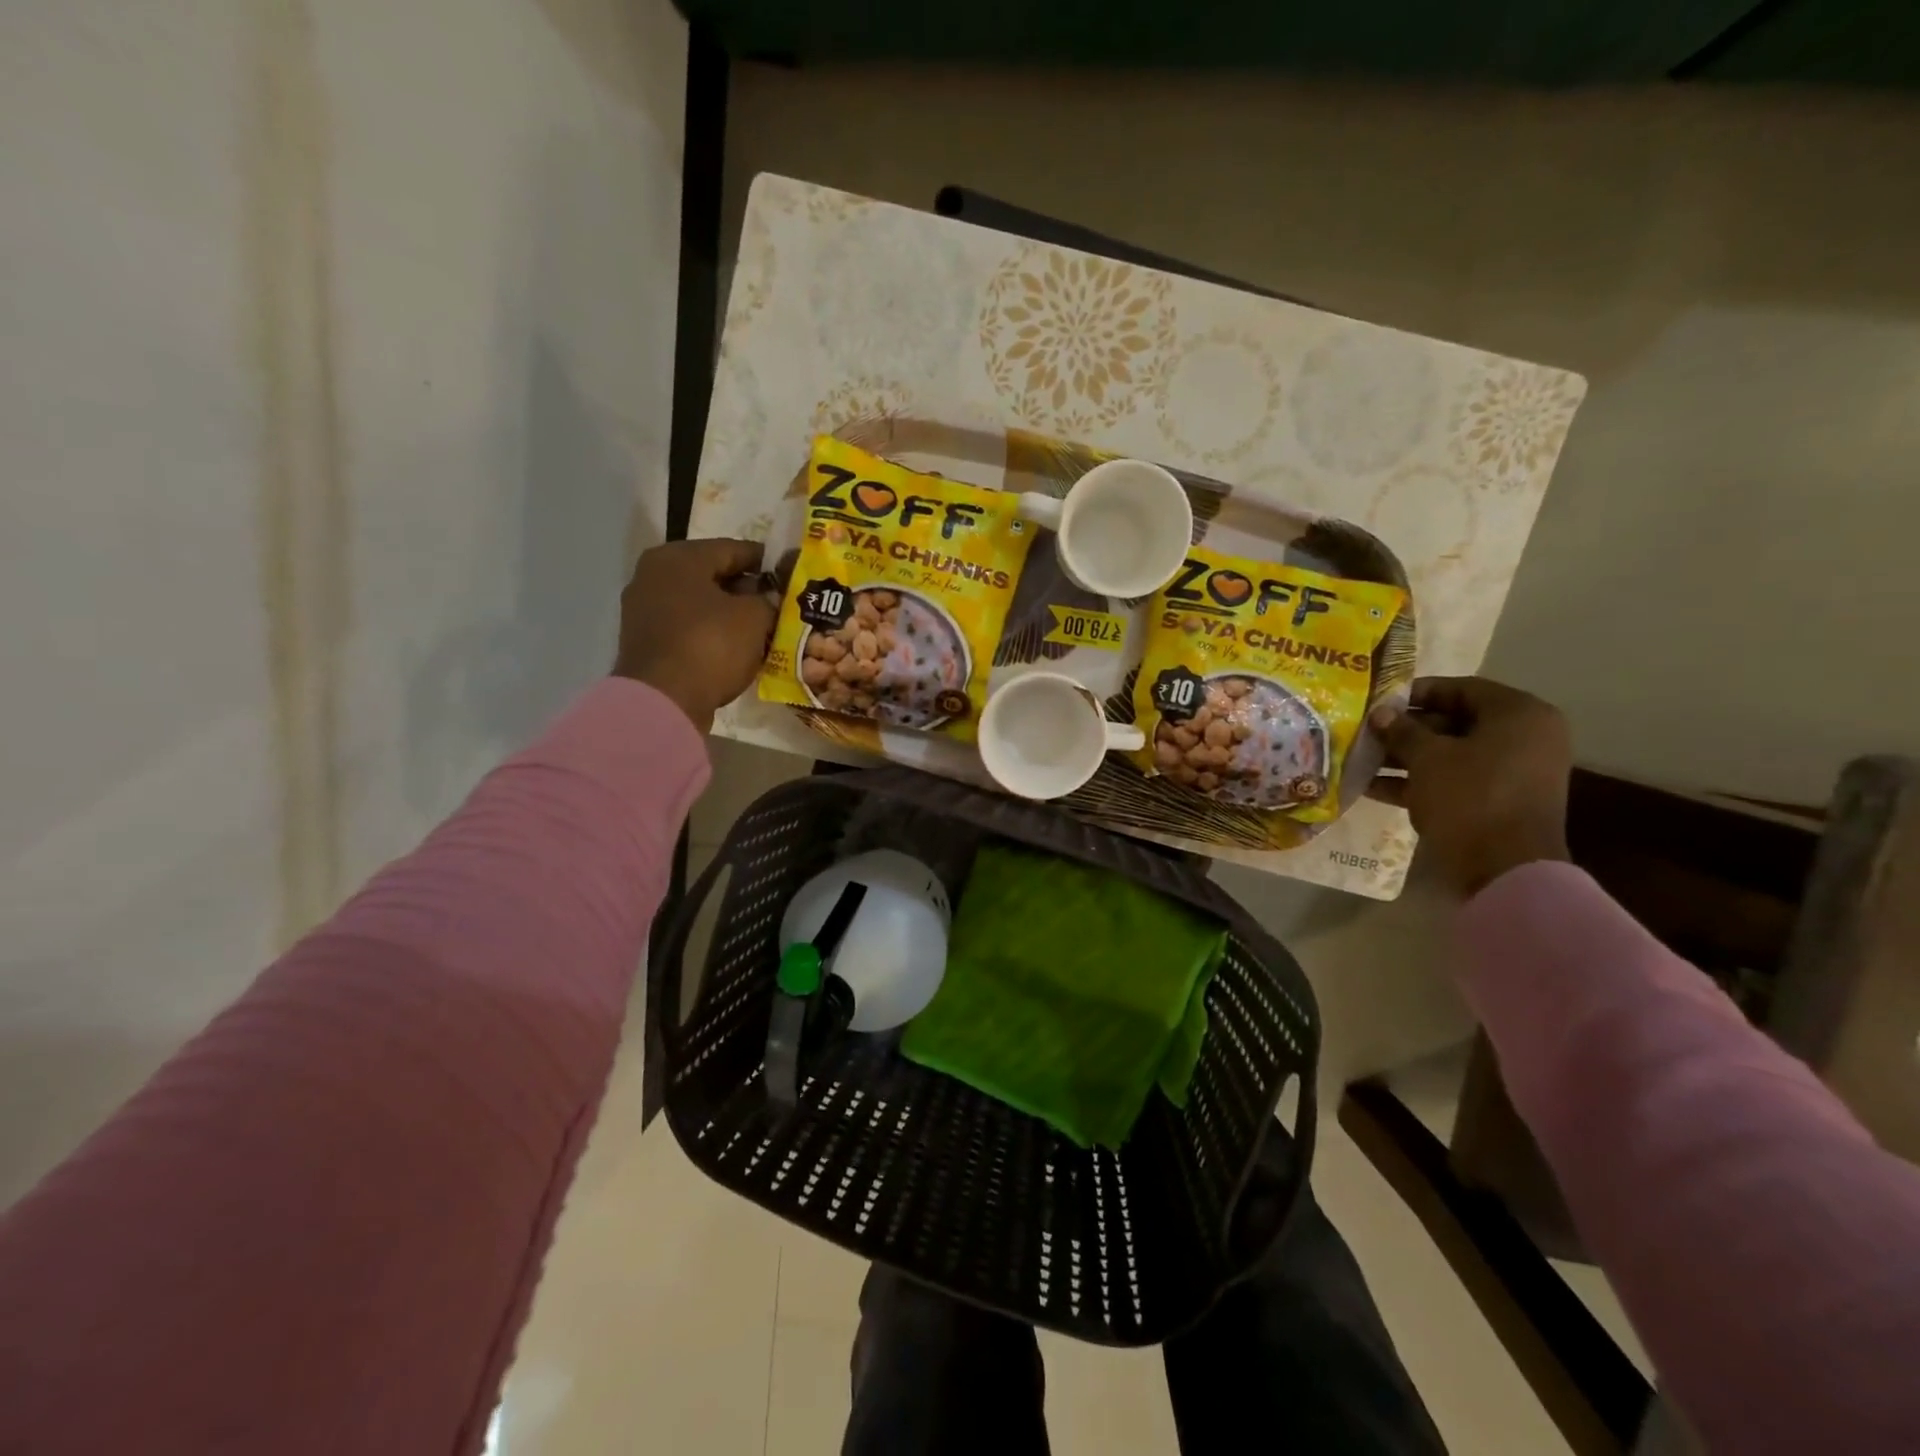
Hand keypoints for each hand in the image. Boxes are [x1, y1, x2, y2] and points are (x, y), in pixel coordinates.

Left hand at [613, 538, 776, 732]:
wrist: (663, 701)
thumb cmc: (711, 645)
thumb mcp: (755, 617)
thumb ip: (768, 600)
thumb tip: (770, 598)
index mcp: (679, 557)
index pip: (734, 549)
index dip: (766, 562)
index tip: (790, 574)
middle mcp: (654, 575)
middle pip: (713, 576)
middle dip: (748, 590)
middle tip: (779, 604)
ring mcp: (645, 610)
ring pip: (701, 603)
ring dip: (731, 614)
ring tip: (764, 628)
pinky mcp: (646, 642)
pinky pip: (689, 628)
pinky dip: (713, 633)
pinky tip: (737, 648)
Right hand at [1367, 676, 1571, 898]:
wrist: (1505, 870)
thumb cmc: (1470, 798)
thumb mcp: (1427, 758)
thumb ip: (1402, 731)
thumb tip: (1380, 714)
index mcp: (1519, 715)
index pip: (1462, 689)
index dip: (1417, 692)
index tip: (1379, 701)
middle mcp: (1524, 738)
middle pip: (1455, 722)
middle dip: (1406, 729)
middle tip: (1366, 732)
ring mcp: (1512, 773)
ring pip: (1450, 754)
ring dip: (1405, 757)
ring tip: (1361, 759)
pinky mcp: (1497, 802)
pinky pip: (1454, 781)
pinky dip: (1418, 781)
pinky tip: (1373, 787)